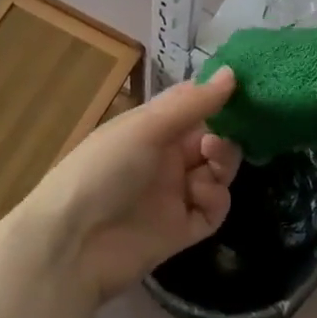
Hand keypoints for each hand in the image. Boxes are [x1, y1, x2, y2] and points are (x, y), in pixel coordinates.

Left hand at [25, 67, 242, 299]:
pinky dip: (215, 199)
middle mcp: (165, 158)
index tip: (245, 93)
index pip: (194, 107)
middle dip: (223, 137)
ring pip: (218, 173)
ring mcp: (174, 195)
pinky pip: (213, 210)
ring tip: (210, 166)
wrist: (72, 245)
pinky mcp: (183, 230)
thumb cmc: (103, 169)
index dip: (218, 100)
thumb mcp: (146, 128)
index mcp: (151, 128)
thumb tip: (232, 72)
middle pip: (211, 140)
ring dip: (222, 164)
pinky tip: (200, 195)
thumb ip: (192, 103)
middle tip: (215, 143)